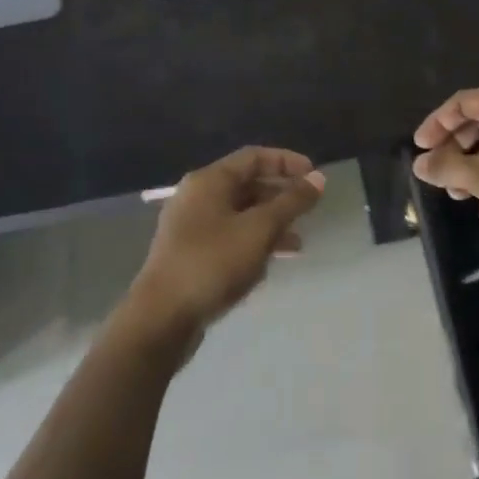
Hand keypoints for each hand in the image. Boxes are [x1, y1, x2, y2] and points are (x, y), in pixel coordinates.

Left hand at [130, 147, 324, 336]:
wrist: (159, 321)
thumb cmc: (212, 263)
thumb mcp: (259, 229)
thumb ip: (291, 202)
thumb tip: (319, 178)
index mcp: (209, 181)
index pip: (254, 157)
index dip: (287, 162)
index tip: (314, 176)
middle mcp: (197, 197)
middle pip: (247, 185)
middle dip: (281, 196)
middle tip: (309, 210)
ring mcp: (191, 228)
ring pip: (240, 215)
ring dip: (271, 225)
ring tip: (298, 244)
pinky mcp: (190, 256)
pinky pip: (230, 238)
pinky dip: (253, 244)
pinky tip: (270, 264)